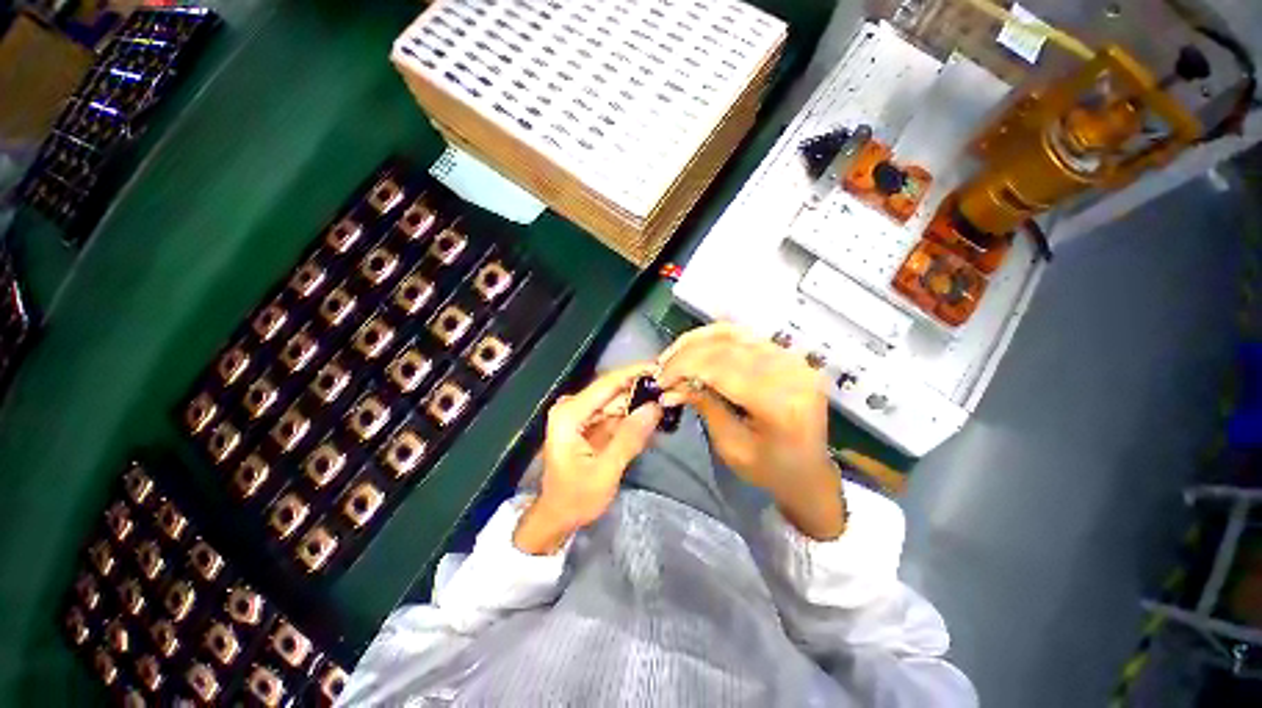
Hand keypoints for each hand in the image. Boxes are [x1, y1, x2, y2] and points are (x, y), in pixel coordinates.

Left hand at [514, 364, 663, 553]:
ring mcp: (580, 415)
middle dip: (641, 388)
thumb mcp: (605, 472)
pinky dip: (633, 415)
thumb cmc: (575, 499)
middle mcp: (572, 408)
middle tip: (670, 386)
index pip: (606, 384)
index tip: (659, 366)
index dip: (634, 372)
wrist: (557, 517)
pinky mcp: (588, 424)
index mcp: (569, 415)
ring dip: (640, 402)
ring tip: (666, 399)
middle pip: (612, 390)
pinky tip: (652, 416)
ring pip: (616, 401)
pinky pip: (615, 413)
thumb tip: (654, 407)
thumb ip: (629, 438)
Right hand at [659, 324, 845, 539]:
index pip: (722, 368)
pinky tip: (696, 347)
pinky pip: (745, 336)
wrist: (809, 471)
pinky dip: (715, 338)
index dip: (684, 367)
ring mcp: (793, 359)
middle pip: (726, 347)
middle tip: (661, 369)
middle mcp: (791, 372)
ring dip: (697, 341)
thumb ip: (704, 406)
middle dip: (686, 355)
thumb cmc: (770, 470)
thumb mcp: (730, 445)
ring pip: (733, 333)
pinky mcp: (788, 355)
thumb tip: (671, 386)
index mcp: (780, 403)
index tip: (659, 379)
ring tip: (673, 355)